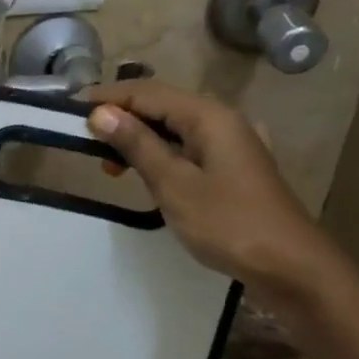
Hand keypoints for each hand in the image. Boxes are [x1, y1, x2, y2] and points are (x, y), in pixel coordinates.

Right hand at [82, 80, 351, 314]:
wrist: (289, 265)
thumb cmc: (227, 222)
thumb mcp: (173, 184)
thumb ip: (137, 145)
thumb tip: (100, 113)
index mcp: (208, 116)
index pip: (147, 92)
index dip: (107, 97)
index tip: (69, 110)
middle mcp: (221, 119)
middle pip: (161, 105)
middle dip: (120, 117)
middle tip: (84, 141)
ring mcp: (230, 143)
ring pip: (173, 127)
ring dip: (138, 138)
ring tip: (109, 165)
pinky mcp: (231, 166)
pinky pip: (186, 146)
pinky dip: (159, 153)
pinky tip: (144, 173)